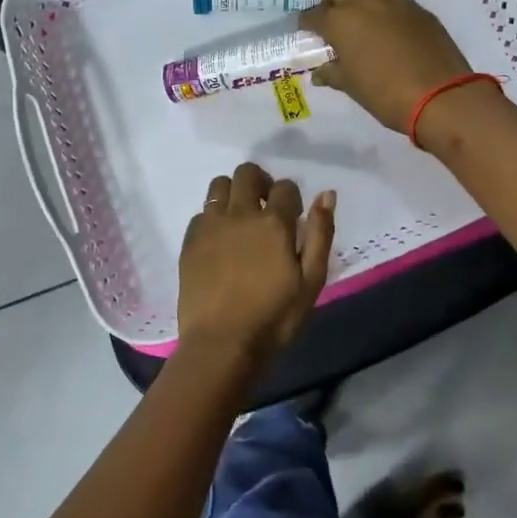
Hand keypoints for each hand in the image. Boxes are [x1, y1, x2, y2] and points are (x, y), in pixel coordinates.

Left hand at [177, 162, 335, 365]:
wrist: (221, 344)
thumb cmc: (274, 317)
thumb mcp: (311, 281)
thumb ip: (320, 234)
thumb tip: (326, 195)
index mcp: (274, 222)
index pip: (285, 187)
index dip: (291, 198)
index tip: (292, 217)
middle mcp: (240, 213)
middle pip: (247, 173)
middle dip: (260, 182)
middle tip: (265, 207)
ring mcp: (210, 225)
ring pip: (219, 185)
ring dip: (233, 193)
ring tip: (240, 218)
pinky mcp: (190, 240)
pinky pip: (201, 212)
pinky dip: (213, 217)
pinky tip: (219, 241)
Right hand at [298, 0, 472, 131]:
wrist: (440, 94)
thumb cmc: (385, 93)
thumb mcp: (351, 86)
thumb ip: (332, 73)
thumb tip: (319, 72)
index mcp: (340, 20)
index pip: (312, 15)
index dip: (307, 24)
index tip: (308, 34)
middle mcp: (364, 1)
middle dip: (330, 2)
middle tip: (333, 25)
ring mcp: (394, 1)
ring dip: (358, 3)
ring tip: (361, 28)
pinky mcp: (418, 9)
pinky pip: (392, 2)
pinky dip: (384, 12)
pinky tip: (389, 33)